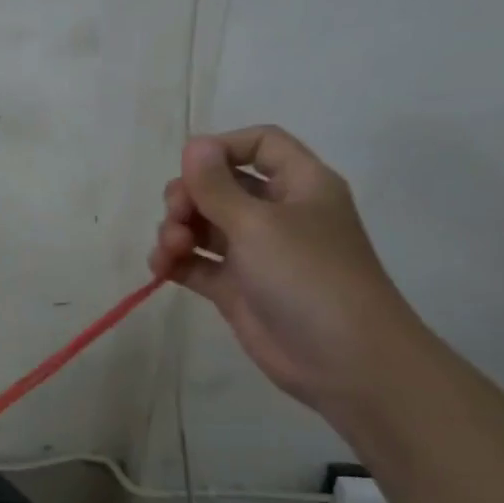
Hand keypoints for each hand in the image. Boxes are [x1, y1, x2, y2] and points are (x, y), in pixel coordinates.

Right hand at [149, 125, 420, 412]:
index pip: (260, 145)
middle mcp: (276, 213)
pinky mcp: (236, 288)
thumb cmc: (308, 276)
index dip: (222, 149)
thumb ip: (216, 185)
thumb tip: (194, 143)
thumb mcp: (258, 223)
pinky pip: (197, 263)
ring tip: (170, 250)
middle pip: (220, 186)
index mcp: (299, 185)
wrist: (343, 359)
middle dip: (188, 197)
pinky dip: (176, 262)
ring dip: (177, 230)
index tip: (191, 169)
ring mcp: (255, 253)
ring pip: (203, 225)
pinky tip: (160, 268)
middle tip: (176, 216)